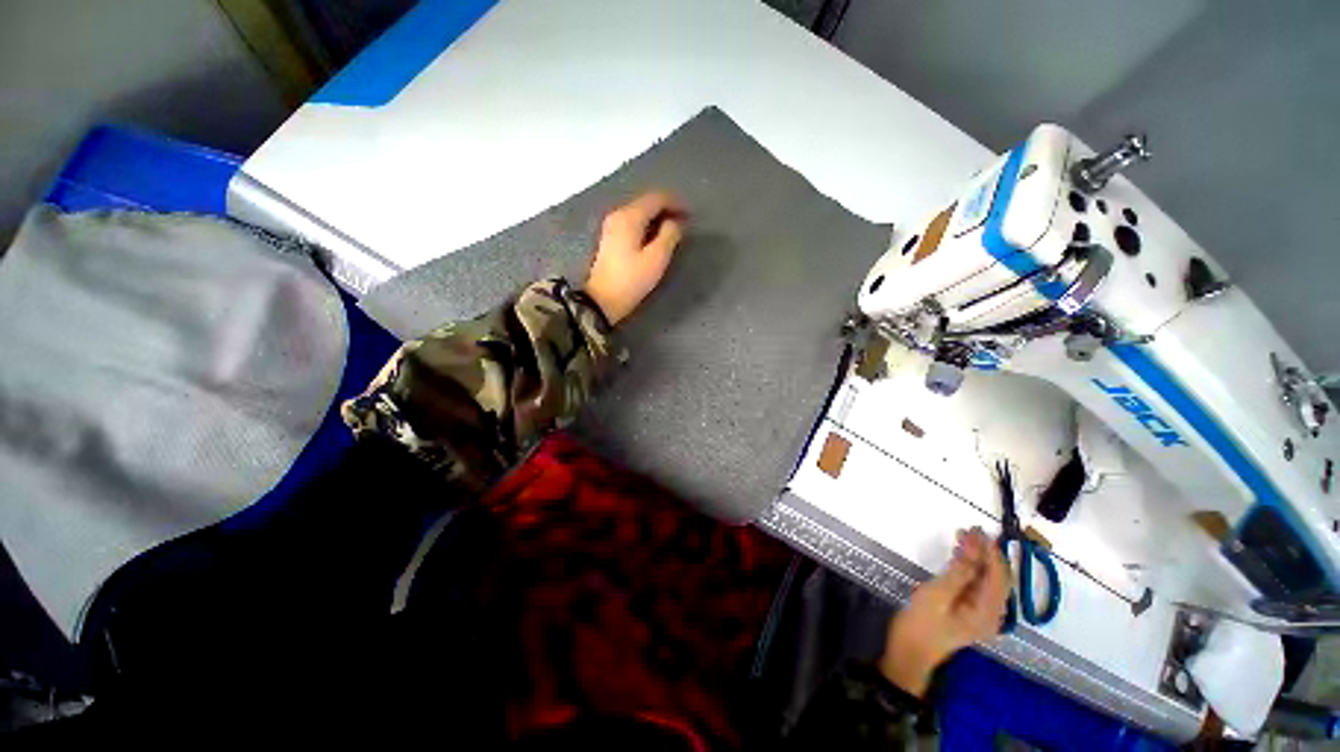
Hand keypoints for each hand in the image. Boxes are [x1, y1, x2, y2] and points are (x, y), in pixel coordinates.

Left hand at [585, 191, 686, 324]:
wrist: (602, 300)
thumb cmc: (631, 280)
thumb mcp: (656, 259)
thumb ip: (669, 236)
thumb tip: (674, 222)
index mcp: (630, 217)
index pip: (656, 198)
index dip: (676, 203)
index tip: (691, 214)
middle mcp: (619, 215)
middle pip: (646, 203)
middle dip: (667, 209)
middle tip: (684, 222)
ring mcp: (612, 226)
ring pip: (640, 212)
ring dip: (657, 218)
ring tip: (673, 230)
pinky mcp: (610, 238)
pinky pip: (633, 223)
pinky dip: (647, 225)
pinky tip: (656, 237)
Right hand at [879, 527, 1009, 696]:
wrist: (910, 651)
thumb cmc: (922, 623)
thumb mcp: (937, 595)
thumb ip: (958, 573)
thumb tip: (974, 549)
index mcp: (988, 612)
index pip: (998, 576)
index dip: (990, 552)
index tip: (978, 530)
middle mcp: (992, 613)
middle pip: (996, 577)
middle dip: (985, 553)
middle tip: (969, 530)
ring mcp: (981, 613)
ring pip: (986, 579)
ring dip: (977, 558)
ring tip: (963, 536)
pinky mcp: (969, 610)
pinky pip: (976, 585)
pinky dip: (970, 567)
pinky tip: (960, 554)